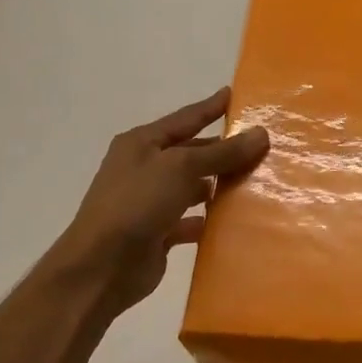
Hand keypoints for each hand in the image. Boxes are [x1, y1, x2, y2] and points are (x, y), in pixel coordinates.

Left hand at [26, 88, 268, 324]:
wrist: (100, 268)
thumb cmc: (137, 204)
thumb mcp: (181, 168)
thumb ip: (222, 152)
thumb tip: (261, 133)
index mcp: (142, 143)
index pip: (184, 118)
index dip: (210, 107)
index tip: (233, 94)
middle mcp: (144, 168)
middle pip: (191, 152)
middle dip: (222, 149)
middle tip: (261, 144)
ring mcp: (150, 202)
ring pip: (193, 187)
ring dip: (218, 185)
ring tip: (256, 181)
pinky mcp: (157, 233)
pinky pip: (190, 220)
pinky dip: (209, 219)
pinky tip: (234, 220)